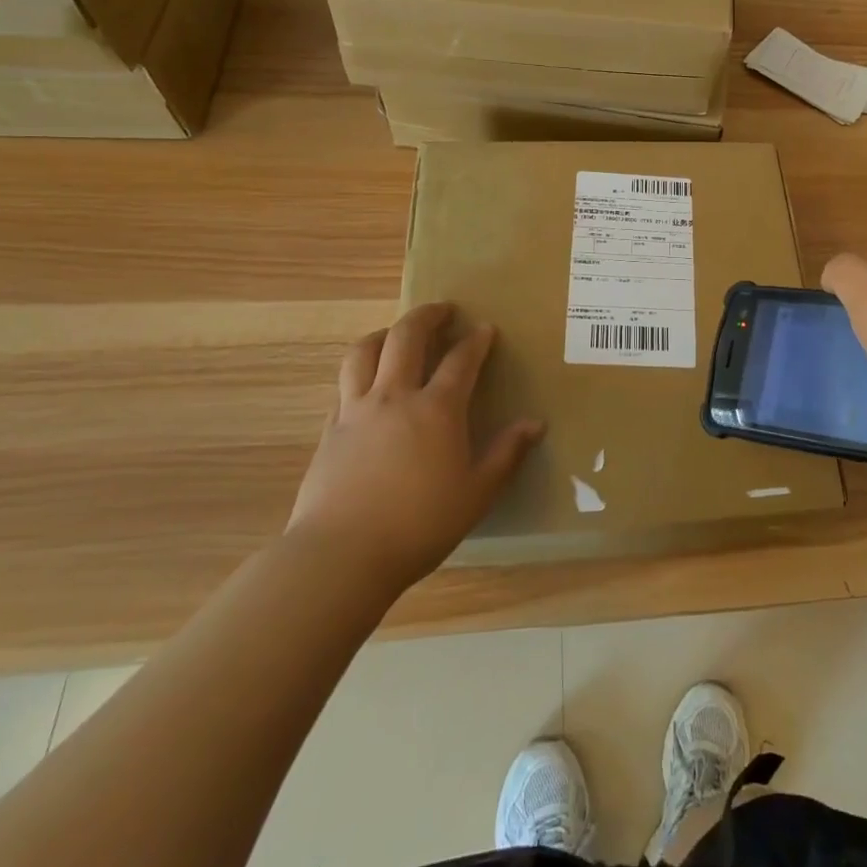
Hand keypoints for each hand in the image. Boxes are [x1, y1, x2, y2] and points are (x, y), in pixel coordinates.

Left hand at [287, 303, 543, 589]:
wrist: (341, 555)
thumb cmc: (420, 525)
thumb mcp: (477, 493)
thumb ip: (507, 454)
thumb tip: (536, 423)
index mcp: (437, 409)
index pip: (461, 360)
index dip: (476, 340)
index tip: (486, 329)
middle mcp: (395, 396)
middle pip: (407, 336)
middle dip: (428, 316)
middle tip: (443, 310)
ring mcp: (357, 410)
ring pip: (365, 351)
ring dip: (385, 333)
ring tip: (397, 334)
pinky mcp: (330, 429)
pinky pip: (344, 384)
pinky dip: (360, 371)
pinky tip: (368, 385)